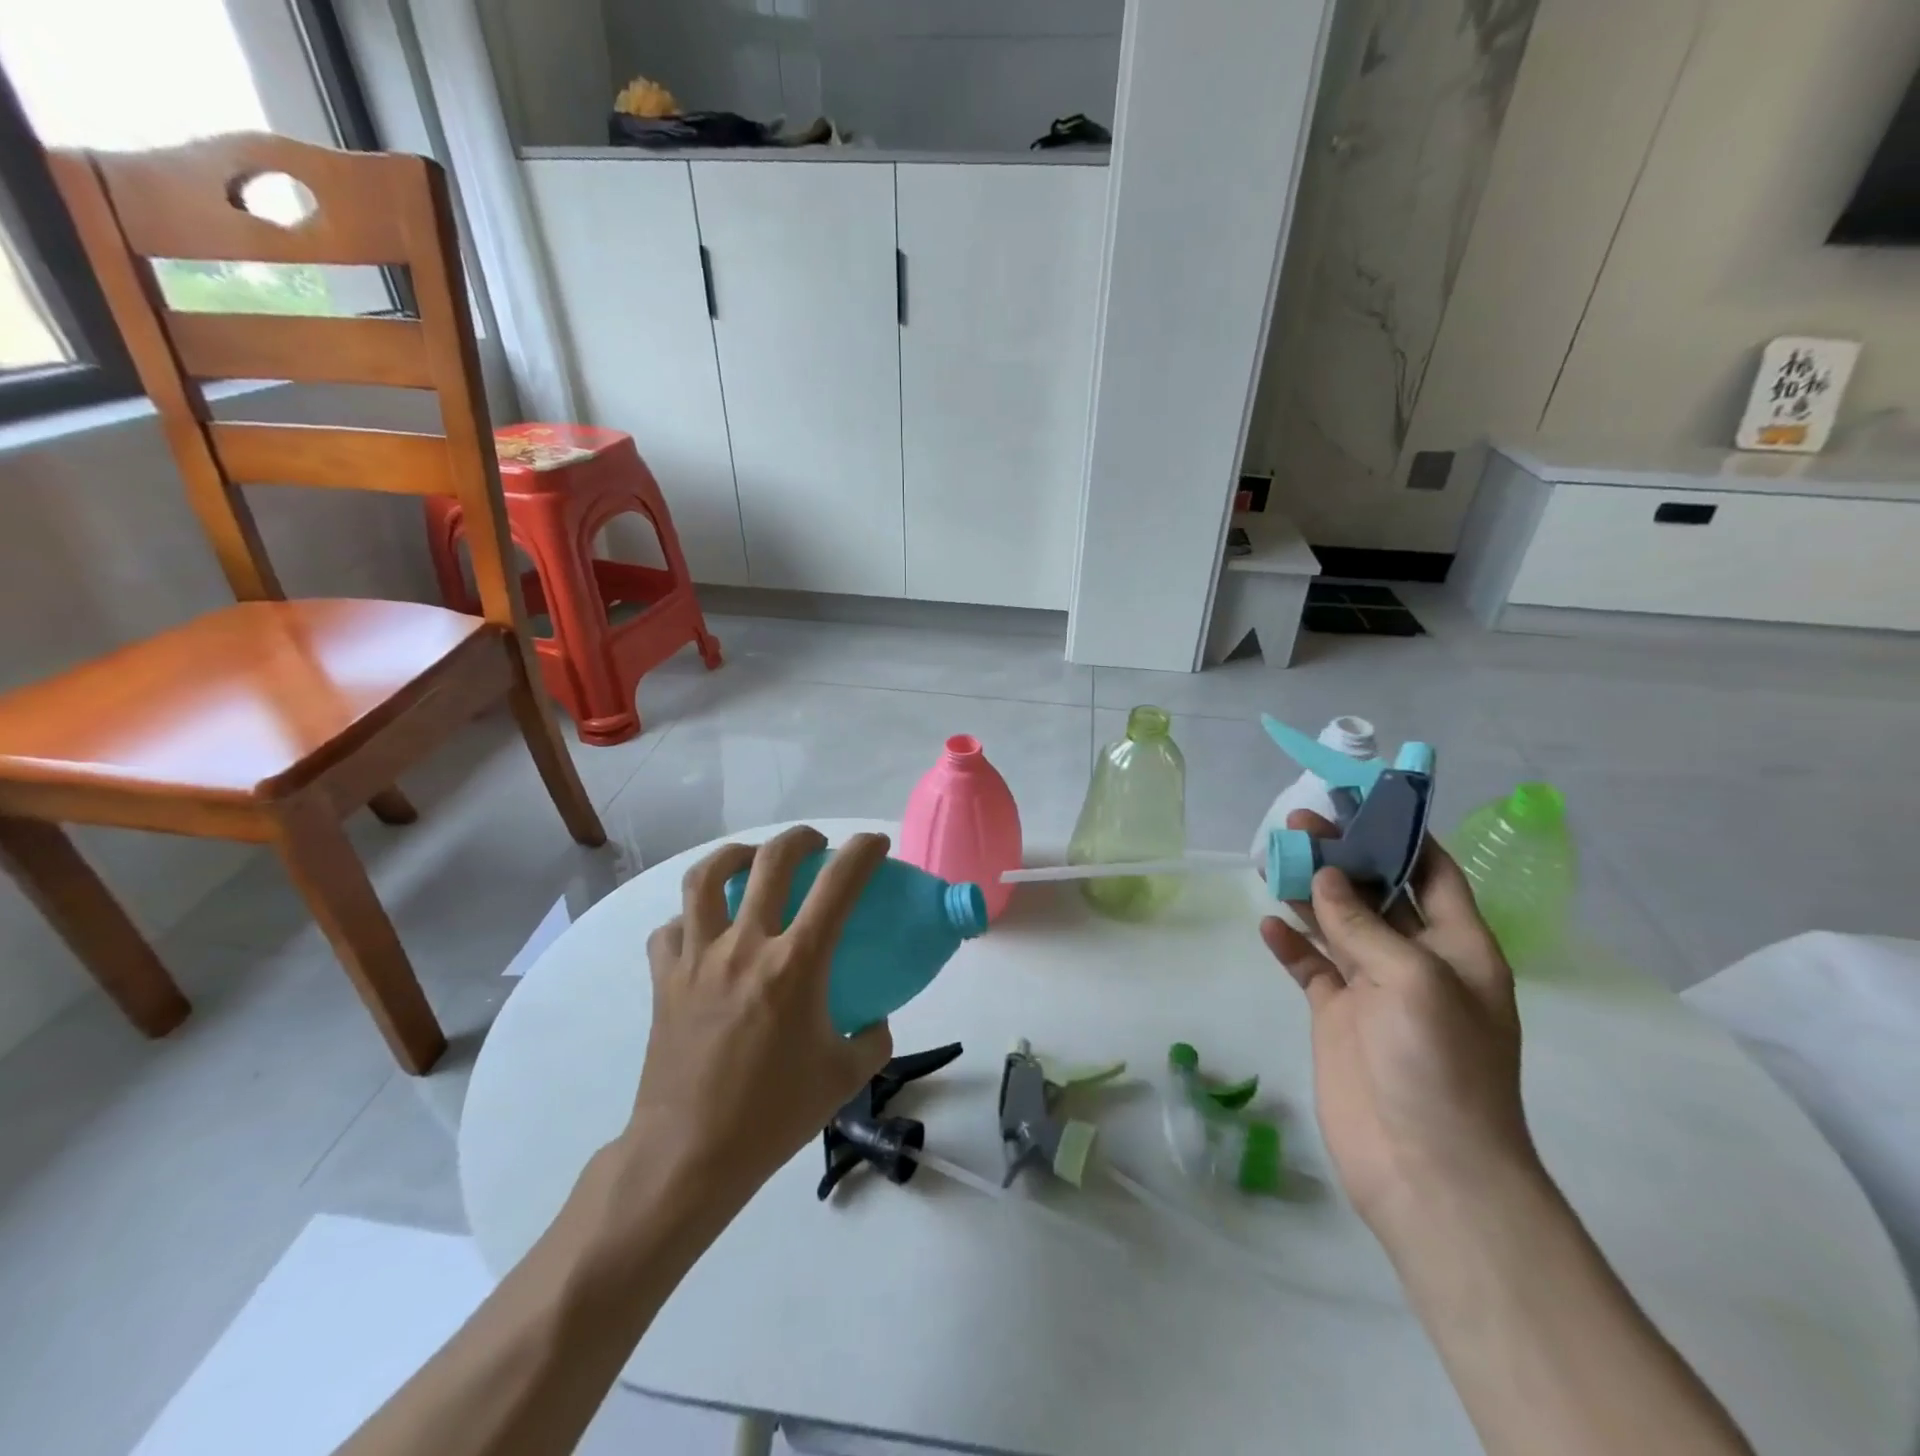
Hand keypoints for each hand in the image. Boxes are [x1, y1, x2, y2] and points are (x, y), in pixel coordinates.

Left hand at [620, 826, 894, 1213]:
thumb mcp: (845, 1076)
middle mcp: (745, 946)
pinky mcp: (664, 979)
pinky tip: (704, 931)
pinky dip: (690, 918)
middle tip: (815, 844)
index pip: (838, 884)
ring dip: (734, 856)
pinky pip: (671, 929)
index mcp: (796, 964)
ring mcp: (697, 958)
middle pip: (770, 860)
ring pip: (705, 877)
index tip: (876, 843)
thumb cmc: (773, 1115)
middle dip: (800, 839)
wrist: (689, 1155)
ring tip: (751, 861)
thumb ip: (872, 1037)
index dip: (863, 852)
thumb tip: (874, 1018)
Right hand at [1260, 811, 1536, 1242]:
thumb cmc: (1439, 1066)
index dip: (1402, 834)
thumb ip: (1364, 924)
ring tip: (1270, 859)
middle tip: (1297, 822)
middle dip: (1342, 856)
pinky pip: (1311, 967)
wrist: (1427, 1169)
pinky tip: (1267, 926)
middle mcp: (1416, 960)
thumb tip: (1325, 878)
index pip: (1433, 872)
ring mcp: (1373, 989)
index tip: (1362, 800)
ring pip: (1336, 924)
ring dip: (1308, 893)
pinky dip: (1290, 945)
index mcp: (1457, 947)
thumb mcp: (1412, 980)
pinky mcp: (1338, 1016)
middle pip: (1376, 892)